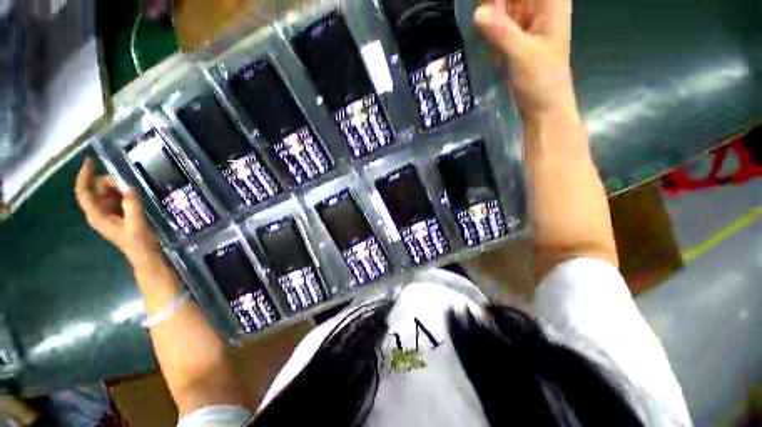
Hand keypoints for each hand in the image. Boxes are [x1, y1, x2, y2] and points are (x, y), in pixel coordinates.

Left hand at [75, 157, 161, 265]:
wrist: (146, 255)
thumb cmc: (139, 243)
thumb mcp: (137, 225)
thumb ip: (132, 207)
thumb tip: (129, 188)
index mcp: (97, 216)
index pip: (84, 192)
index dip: (84, 176)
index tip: (90, 161)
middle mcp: (98, 212)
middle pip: (95, 189)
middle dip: (108, 182)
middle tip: (126, 182)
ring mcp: (107, 213)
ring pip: (105, 192)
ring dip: (116, 187)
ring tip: (132, 190)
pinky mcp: (117, 214)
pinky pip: (115, 197)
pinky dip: (122, 192)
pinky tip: (133, 194)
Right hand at [474, 0, 574, 116]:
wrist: (544, 105)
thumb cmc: (541, 80)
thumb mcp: (521, 54)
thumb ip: (501, 32)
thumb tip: (478, 13)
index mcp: (551, 2)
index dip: (500, 0)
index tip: (486, 10)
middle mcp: (540, 6)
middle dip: (494, 5)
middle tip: (482, 20)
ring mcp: (528, 21)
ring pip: (504, 5)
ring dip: (491, 14)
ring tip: (487, 33)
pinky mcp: (518, 36)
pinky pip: (501, 22)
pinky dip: (491, 27)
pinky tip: (486, 37)